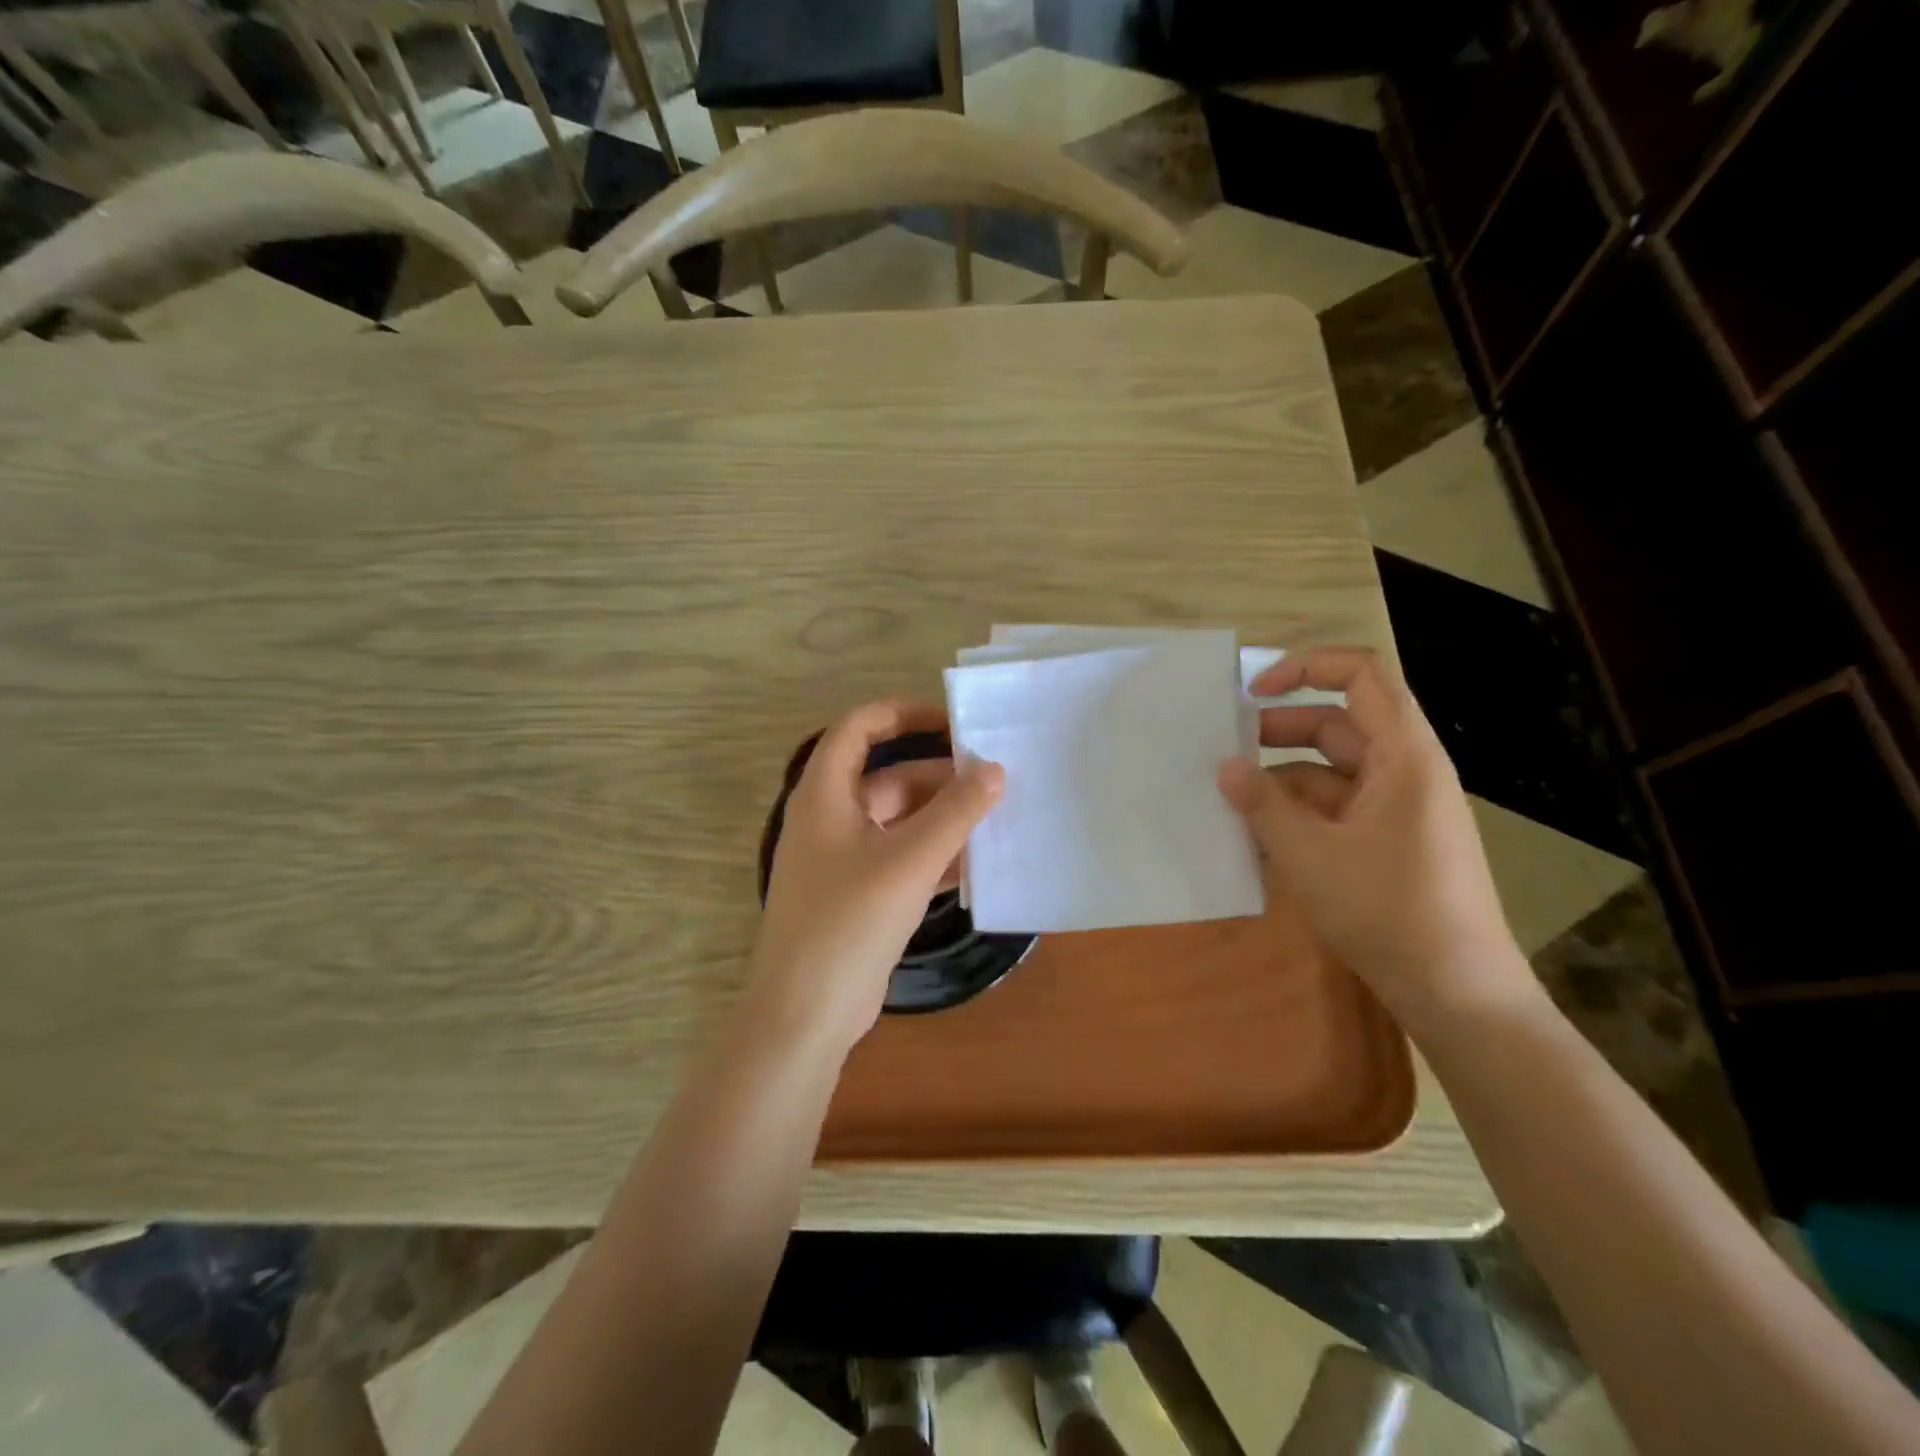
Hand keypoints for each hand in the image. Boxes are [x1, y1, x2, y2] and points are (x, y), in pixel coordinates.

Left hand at [748, 701, 1003, 1055]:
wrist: (806, 1013)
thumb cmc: (849, 922)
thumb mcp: (909, 860)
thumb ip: (955, 812)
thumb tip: (995, 769)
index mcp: (826, 794)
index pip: (859, 728)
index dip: (903, 713)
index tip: (953, 722)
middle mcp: (832, 818)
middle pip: (889, 777)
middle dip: (941, 777)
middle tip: (996, 779)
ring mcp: (845, 859)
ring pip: (901, 821)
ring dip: (944, 818)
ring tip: (998, 817)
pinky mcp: (861, 895)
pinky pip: (903, 858)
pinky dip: (936, 855)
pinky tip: (979, 863)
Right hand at [1216, 649, 1534, 1028]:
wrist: (1457, 994)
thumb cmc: (1387, 911)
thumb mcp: (1309, 854)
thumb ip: (1262, 804)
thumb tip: (1225, 767)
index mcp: (1404, 756)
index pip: (1362, 674)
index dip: (1305, 667)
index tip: (1251, 692)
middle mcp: (1406, 772)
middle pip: (1339, 724)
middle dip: (1277, 730)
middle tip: (1224, 750)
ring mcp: (1399, 810)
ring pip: (1332, 771)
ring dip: (1281, 779)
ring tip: (1230, 800)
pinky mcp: (1390, 843)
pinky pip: (1337, 809)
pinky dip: (1298, 814)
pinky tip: (1258, 839)